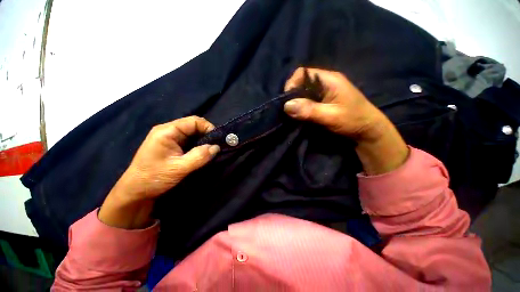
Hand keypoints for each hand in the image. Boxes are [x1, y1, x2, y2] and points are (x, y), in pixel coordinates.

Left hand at [120, 116, 219, 199]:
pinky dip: (198, 146)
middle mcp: (169, 131)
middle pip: (194, 126)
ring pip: (193, 134)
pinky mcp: (172, 146)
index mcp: (167, 131)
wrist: (136, 191)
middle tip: (216, 147)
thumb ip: (200, 156)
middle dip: (207, 135)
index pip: (194, 121)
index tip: (218, 140)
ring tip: (211, 151)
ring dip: (203, 141)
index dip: (208, 128)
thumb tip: (217, 147)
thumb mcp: (179, 168)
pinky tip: (202, 154)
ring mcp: (170, 138)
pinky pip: (189, 141)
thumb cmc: (154, 178)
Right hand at [284, 68, 408, 174]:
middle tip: (289, 109)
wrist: (368, 130)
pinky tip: (301, 114)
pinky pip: (308, 99)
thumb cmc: (353, 121)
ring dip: (297, 101)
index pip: (302, 73)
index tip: (287, 101)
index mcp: (328, 80)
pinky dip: (302, 106)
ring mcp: (325, 91)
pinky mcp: (324, 100)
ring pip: (304, 92)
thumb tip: (286, 106)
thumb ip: (309, 110)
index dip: (291, 84)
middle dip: (292, 95)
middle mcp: (325, 82)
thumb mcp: (330, 116)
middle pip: (301, 82)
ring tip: (293, 113)